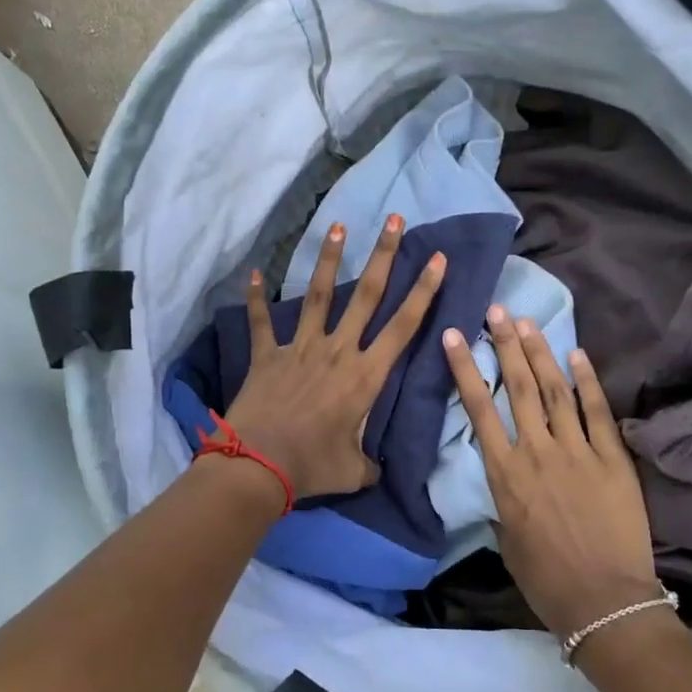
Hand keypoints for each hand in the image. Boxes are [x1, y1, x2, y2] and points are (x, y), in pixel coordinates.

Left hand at [222, 216, 445, 499]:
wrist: (258, 465)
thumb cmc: (313, 466)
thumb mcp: (354, 471)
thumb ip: (369, 464)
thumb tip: (375, 469)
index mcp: (365, 376)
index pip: (403, 327)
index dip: (423, 292)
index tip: (437, 260)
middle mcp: (337, 351)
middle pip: (366, 295)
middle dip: (384, 256)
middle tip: (394, 220)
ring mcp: (300, 349)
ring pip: (318, 296)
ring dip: (330, 260)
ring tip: (339, 227)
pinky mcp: (267, 356)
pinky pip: (261, 322)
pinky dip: (256, 299)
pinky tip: (254, 273)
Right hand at [443, 308, 658, 636]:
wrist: (603, 600)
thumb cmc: (545, 578)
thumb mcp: (506, 540)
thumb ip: (503, 501)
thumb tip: (505, 480)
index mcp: (505, 474)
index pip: (479, 410)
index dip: (466, 369)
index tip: (455, 336)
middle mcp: (537, 452)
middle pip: (517, 387)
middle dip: (505, 345)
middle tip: (496, 311)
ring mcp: (578, 451)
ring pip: (554, 391)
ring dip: (540, 353)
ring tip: (527, 322)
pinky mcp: (612, 459)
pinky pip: (597, 411)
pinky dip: (587, 381)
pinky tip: (577, 354)